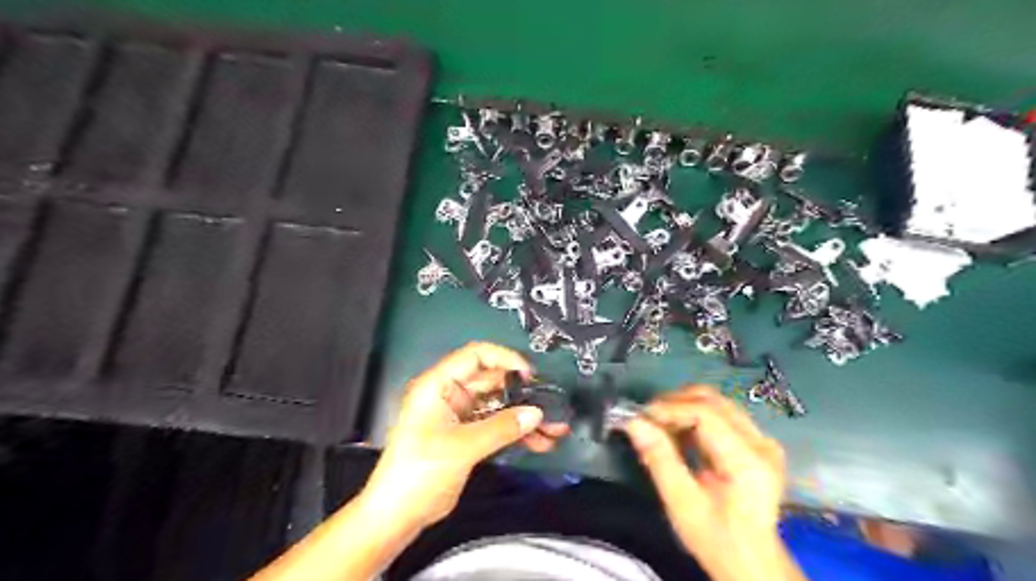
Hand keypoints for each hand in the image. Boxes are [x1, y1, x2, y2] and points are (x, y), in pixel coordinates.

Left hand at [361, 345, 569, 531]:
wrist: (397, 516)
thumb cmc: (419, 472)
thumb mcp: (461, 447)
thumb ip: (500, 428)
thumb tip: (537, 413)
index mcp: (439, 385)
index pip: (475, 356)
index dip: (505, 359)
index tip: (530, 375)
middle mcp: (451, 394)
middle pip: (493, 381)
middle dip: (524, 393)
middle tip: (552, 405)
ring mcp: (460, 415)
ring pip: (499, 405)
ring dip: (525, 416)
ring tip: (554, 429)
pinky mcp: (468, 435)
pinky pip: (498, 425)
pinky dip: (517, 432)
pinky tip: (540, 442)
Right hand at [622, 386, 799, 580]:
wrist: (753, 563)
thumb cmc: (716, 539)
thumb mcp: (682, 504)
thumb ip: (659, 458)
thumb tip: (633, 422)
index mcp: (749, 462)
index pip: (707, 414)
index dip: (670, 408)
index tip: (640, 416)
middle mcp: (762, 443)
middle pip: (713, 401)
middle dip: (674, 403)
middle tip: (645, 418)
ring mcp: (763, 440)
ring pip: (716, 402)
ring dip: (682, 407)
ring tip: (658, 425)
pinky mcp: (757, 441)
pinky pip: (721, 414)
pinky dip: (693, 416)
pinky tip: (677, 432)